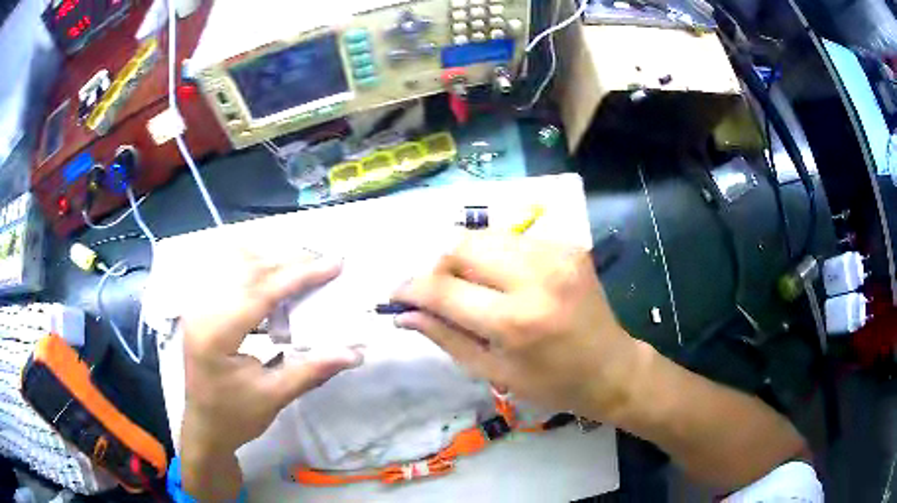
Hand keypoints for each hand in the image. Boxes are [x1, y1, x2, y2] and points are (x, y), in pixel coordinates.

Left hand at [180, 251, 361, 499]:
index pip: (261, 292)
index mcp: (216, 333)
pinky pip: (231, 276)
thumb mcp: (275, 396)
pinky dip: (257, 273)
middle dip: (288, 262)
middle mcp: (202, 310)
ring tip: (304, 269)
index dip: (300, 276)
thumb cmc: (236, 416)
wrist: (205, 427)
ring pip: (237, 266)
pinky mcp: (202, 308)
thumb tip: (354, 353)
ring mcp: (198, 306)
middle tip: (323, 262)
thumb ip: (313, 370)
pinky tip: (275, 282)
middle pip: (248, 270)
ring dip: (272, 263)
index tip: (334, 264)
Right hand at [392, 232, 637, 419]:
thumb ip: (445, 337)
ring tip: (467, 285)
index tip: (396, 293)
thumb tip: (404, 314)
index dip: (411, 288)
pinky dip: (496, 256)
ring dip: (465, 258)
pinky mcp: (569, 245)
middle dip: (437, 266)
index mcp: (515, 321)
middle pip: (461, 246)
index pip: (443, 290)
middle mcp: (536, 277)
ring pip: (486, 235)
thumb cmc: (552, 383)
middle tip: (435, 290)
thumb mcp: (493, 371)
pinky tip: (502, 280)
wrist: (611, 367)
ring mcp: (556, 255)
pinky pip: (514, 240)